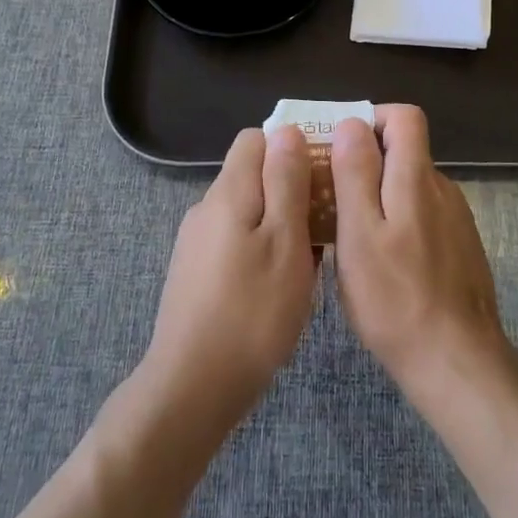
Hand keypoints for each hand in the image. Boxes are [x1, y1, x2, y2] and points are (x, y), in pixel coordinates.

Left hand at [143, 126, 317, 435]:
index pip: (257, 139)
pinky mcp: (195, 272)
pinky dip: (261, 250)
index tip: (324, 175)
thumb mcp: (285, 241)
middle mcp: (207, 207)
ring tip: (308, 262)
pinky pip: (236, 241)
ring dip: (279, 224)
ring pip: (248, 211)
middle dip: (291, 189)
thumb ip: (286, 181)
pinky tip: (278, 287)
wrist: (193, 387)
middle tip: (324, 226)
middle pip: (253, 175)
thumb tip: (287, 130)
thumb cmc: (252, 312)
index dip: (292, 147)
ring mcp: (197, 241)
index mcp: (229, 192)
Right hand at [330, 106, 507, 411]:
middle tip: (331, 195)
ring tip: (350, 233)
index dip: (372, 120)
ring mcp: (456, 219)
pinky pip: (424, 216)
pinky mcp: (460, 247)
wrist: (456, 361)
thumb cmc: (394, 298)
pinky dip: (399, 222)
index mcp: (417, 178)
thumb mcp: (359, 233)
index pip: (405, 117)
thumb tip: (352, 123)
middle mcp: (442, 188)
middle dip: (367, 161)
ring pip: (412, 186)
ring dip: (381, 195)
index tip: (340, 147)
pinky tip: (383, 262)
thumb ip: (356, 173)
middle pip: (405, 151)